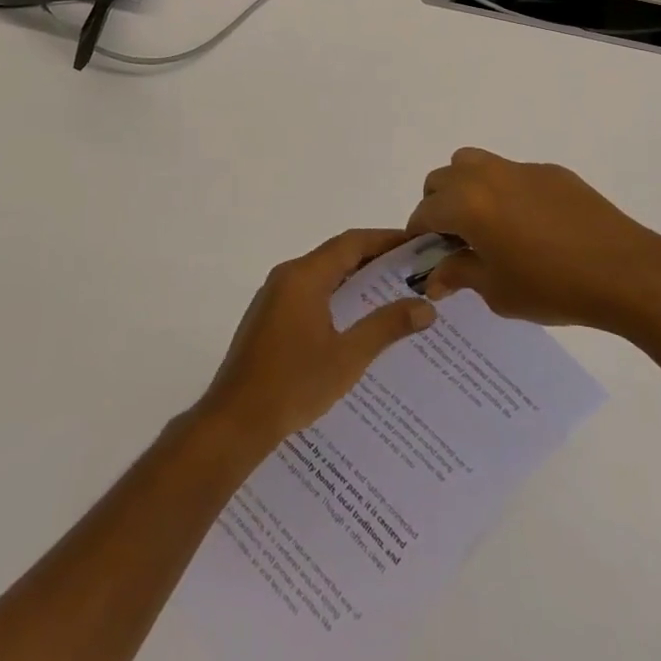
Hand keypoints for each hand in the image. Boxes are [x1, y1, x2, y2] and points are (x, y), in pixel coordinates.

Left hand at [196, 229, 435, 452]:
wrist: (234, 421)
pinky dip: (336, 296)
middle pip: (336, 255)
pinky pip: (309, 293)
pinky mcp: (269, 318)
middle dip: (374, 259)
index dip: (385, 239)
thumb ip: (386, 327)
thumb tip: (426, 307)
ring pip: (322, 275)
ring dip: (354, 279)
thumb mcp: (347, 357)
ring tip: (392, 293)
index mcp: (304, 276)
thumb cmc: (293, 385)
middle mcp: (287, 276)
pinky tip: (355, 321)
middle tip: (412, 270)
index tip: (416, 244)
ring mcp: (274, 297)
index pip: (351, 243)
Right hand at [408, 148, 660, 331]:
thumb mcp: (497, 291)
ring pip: (473, 163)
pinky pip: (511, 173)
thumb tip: (434, 277)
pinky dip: (504, 191)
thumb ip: (459, 275)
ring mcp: (520, 169)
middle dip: (438, 206)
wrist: (625, 271)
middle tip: (456, 240)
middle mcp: (487, 176)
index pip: (425, 212)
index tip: (427, 256)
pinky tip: (530, 225)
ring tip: (486, 223)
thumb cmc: (553, 287)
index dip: (419, 235)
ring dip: (466, 187)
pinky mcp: (550, 171)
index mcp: (467, 204)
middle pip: (442, 179)